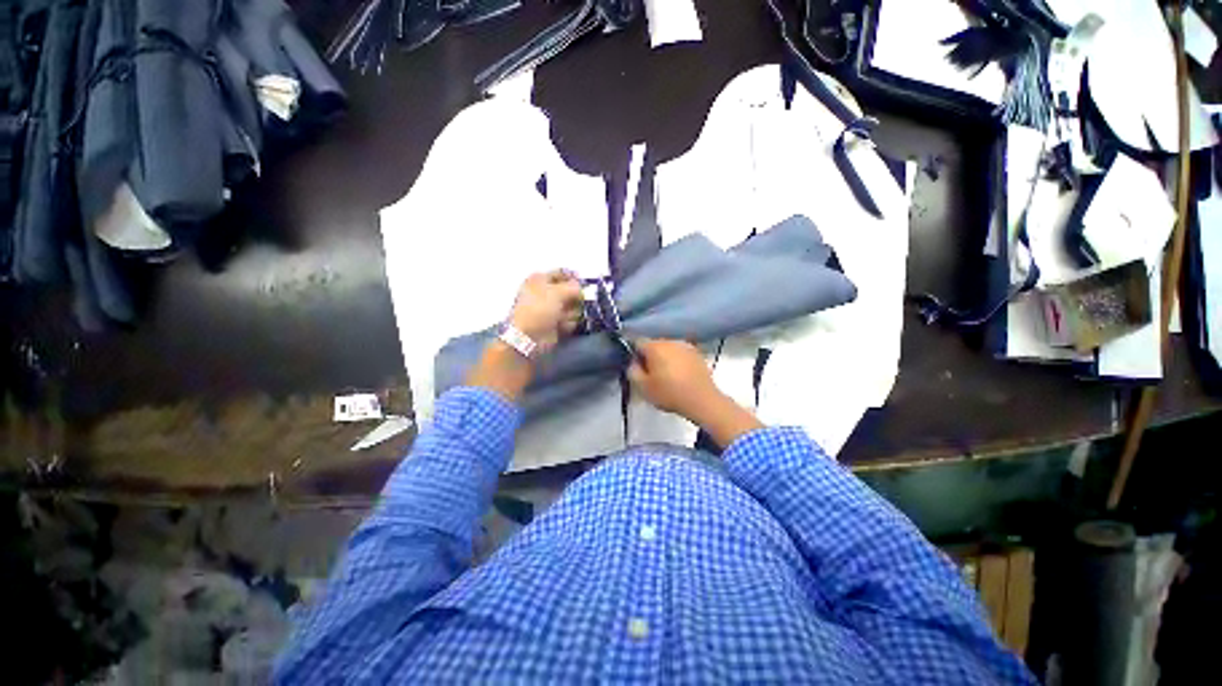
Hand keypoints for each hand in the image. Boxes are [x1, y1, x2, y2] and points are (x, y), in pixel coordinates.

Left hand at [508, 271, 582, 352]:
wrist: (528, 337)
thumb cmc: (539, 309)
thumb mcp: (557, 292)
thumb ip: (574, 287)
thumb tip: (582, 288)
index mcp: (540, 279)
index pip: (562, 273)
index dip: (574, 277)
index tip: (584, 285)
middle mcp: (545, 293)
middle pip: (570, 291)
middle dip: (574, 298)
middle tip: (574, 303)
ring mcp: (551, 309)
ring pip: (572, 307)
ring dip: (571, 312)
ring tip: (563, 318)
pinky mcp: (556, 324)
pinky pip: (570, 320)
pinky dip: (568, 323)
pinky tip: (562, 326)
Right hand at [627, 340, 721, 417]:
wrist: (702, 400)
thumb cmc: (669, 393)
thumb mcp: (643, 387)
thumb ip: (632, 371)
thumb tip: (634, 362)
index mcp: (654, 346)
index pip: (637, 342)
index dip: (634, 354)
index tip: (637, 368)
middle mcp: (670, 341)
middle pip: (654, 345)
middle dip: (650, 356)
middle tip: (651, 375)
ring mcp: (685, 346)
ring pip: (668, 349)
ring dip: (665, 358)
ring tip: (667, 376)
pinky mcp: (697, 353)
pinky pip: (681, 354)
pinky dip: (678, 361)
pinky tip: (680, 376)